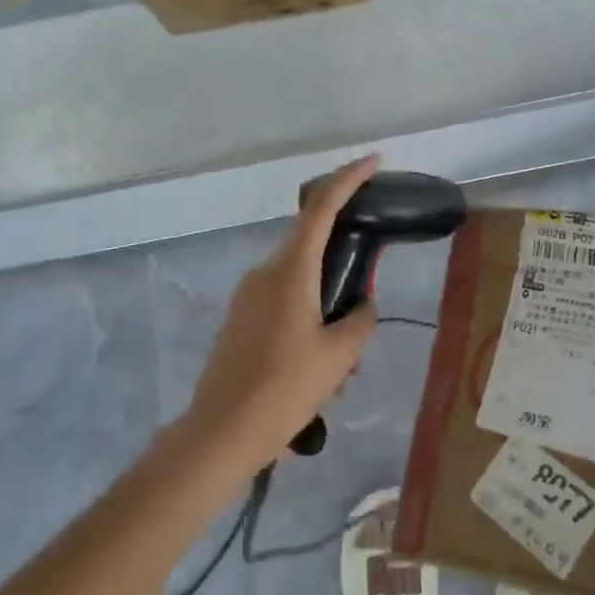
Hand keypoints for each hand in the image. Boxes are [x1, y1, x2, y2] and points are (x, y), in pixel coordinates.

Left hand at [181, 154, 383, 477]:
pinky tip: (317, 366)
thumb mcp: (339, 357)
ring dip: (326, 300)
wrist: (220, 433)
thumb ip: (360, 319)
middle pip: (313, 243)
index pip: (322, 207)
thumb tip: (361, 305)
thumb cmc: (284, 389)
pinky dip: (307, 314)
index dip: (349, 178)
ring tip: (343, 359)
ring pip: (300, 278)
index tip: (374, 162)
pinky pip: (284, 299)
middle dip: (345, 263)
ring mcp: (249, 293)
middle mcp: (267, 271)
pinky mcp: (241, 316)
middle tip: (366, 300)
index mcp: (291, 270)